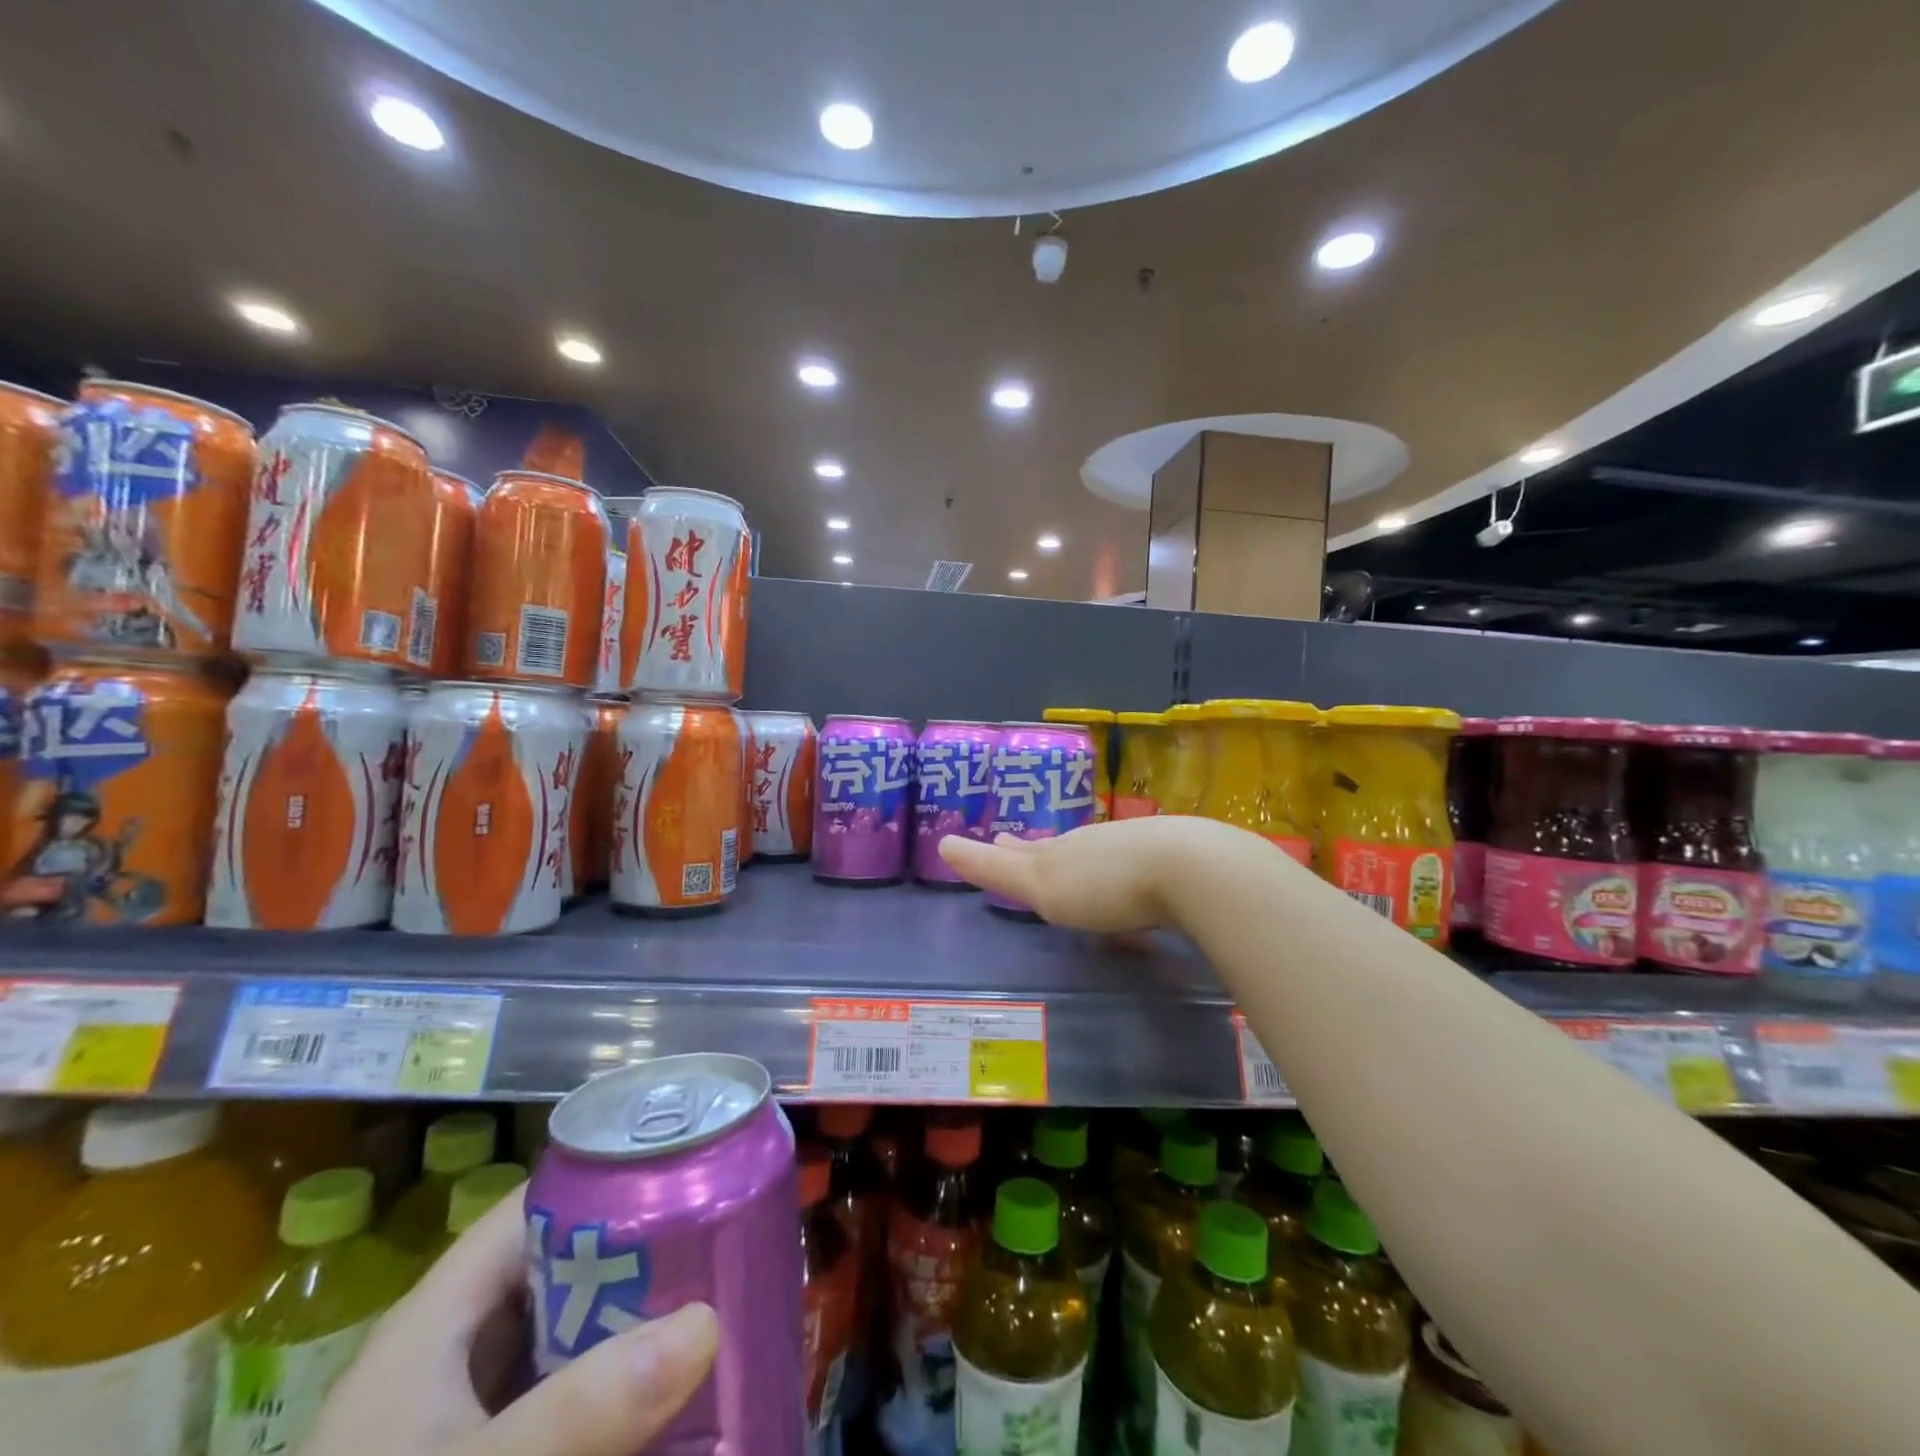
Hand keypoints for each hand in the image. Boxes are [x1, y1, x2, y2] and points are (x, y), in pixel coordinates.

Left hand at [304, 1188, 718, 1455]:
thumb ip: (578, 1410)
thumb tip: (707, 1324)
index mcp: (438, 1316)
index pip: (537, 1205)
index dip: (610, 1176)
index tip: (690, 1175)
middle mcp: (455, 1350)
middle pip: (564, 1269)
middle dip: (642, 1260)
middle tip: (722, 1250)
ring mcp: (466, 1413)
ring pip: (569, 1340)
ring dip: (635, 1332)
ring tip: (716, 1313)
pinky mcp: (490, 1451)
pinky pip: (563, 1404)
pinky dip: (612, 1397)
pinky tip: (667, 1404)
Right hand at [938, 816, 1225, 932]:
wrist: (1187, 868)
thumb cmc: (1103, 884)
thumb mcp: (1040, 884)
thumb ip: (995, 868)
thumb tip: (944, 843)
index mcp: (1060, 852)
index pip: (1026, 849)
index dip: (1007, 847)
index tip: (997, 837)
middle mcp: (1095, 843)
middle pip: (1061, 846)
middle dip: (1042, 850)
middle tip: (1024, 845)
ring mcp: (1137, 847)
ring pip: (1100, 853)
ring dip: (1085, 861)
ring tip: (1078, 870)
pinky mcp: (1175, 862)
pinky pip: (1139, 866)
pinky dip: (1127, 874)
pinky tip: (1136, 885)